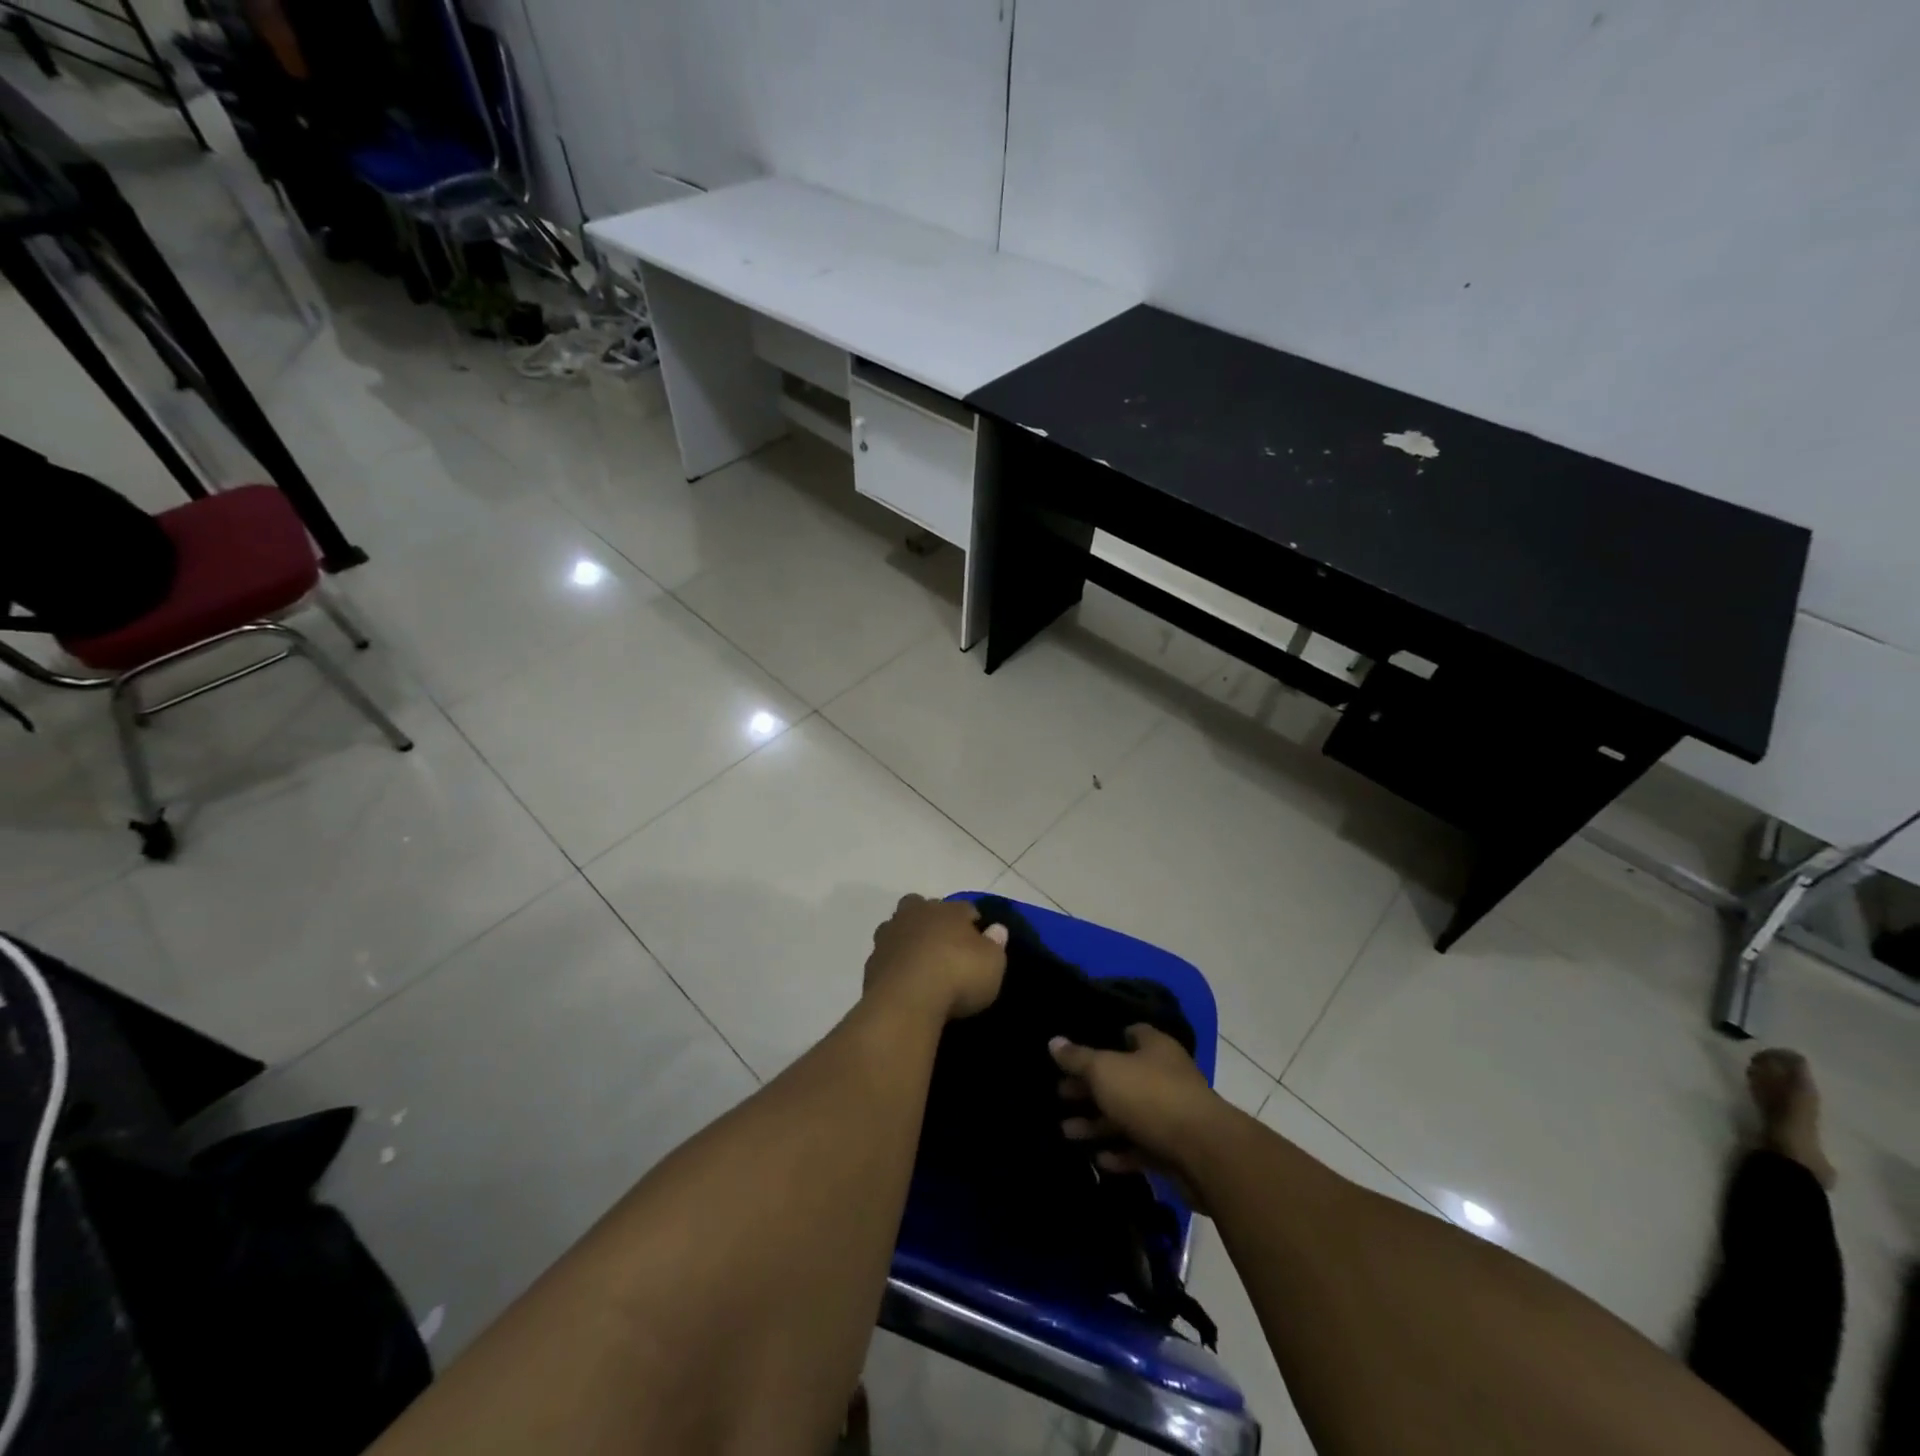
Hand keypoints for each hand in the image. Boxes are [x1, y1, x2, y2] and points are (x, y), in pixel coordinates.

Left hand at [864, 895, 1008, 1022]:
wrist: (906, 1002)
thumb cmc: (958, 976)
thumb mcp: (992, 964)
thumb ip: (995, 944)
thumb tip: (996, 929)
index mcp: (948, 910)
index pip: (964, 908)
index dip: (972, 922)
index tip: (979, 940)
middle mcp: (916, 914)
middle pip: (922, 906)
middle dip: (931, 919)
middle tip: (943, 944)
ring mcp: (890, 935)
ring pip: (898, 927)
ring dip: (907, 938)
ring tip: (920, 963)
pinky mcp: (872, 961)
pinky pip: (887, 956)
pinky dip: (894, 963)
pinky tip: (904, 982)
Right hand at [1052, 1025, 1221, 1197]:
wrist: (1204, 1154)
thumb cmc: (1150, 1096)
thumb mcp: (1105, 1071)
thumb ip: (1078, 1058)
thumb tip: (1053, 1041)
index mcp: (1154, 1047)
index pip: (1128, 1033)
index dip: (1102, 1039)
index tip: (1075, 1051)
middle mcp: (1165, 1075)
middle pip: (1122, 1077)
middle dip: (1090, 1088)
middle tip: (1059, 1095)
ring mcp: (1171, 1114)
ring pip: (1128, 1115)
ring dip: (1098, 1124)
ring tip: (1066, 1131)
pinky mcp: (1174, 1150)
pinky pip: (1141, 1148)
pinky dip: (1120, 1153)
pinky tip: (1097, 1159)